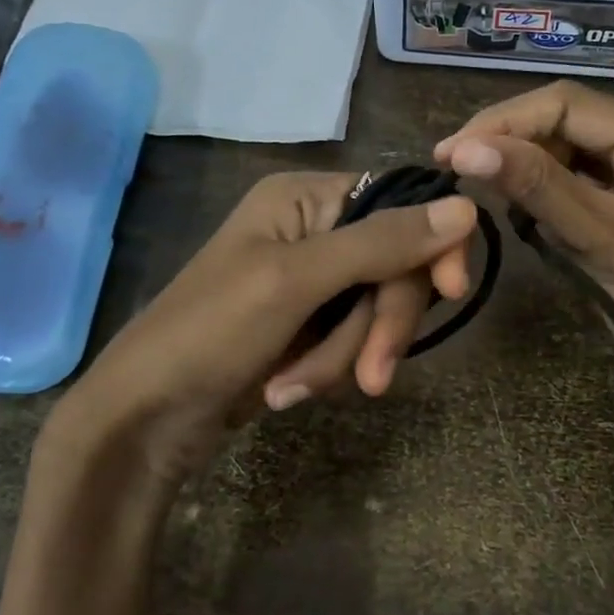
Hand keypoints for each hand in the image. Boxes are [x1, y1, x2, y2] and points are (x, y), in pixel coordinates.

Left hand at [37, 171, 474, 488]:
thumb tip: (466, 206)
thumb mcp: (298, 282)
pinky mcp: (311, 325)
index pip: (401, 204)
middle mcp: (314, 229)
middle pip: (396, 266)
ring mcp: (313, 281)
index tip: (451, 291)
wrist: (147, 417)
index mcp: (305, 197)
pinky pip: (355, 339)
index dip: (431, 247)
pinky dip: (330, 369)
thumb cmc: (210, 333)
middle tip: (372, 378)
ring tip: (296, 389)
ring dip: (346, 356)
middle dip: (379, 326)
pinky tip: (289, 391)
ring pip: (378, 311)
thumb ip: (381, 243)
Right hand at [435, 81, 613, 511]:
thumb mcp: (600, 239)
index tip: (447, 152)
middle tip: (456, 172)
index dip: (503, 122)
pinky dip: (548, 194)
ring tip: (484, 192)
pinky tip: (523, 212)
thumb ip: (535, 186)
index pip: (568, 104)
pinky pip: (582, 182)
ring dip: (528, 170)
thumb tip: (464, 148)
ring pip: (571, 152)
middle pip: (569, 122)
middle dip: (513, 144)